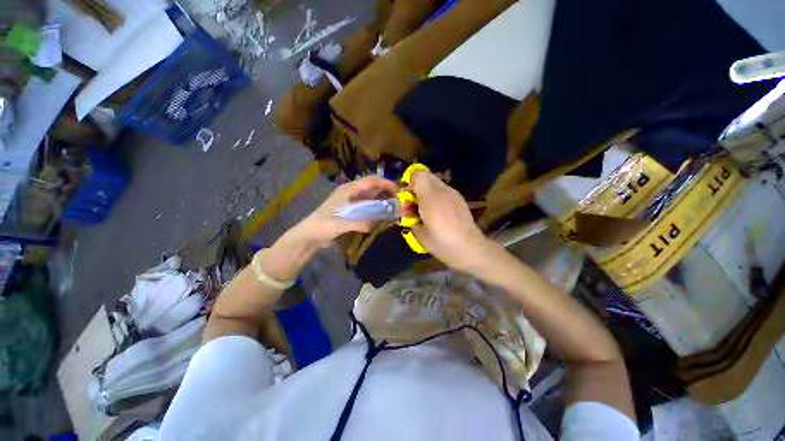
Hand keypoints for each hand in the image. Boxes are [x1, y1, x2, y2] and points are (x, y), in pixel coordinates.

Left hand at [293, 176, 399, 245]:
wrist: (311, 234)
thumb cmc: (323, 225)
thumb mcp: (340, 224)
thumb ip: (358, 223)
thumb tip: (374, 224)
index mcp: (348, 190)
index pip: (371, 181)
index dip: (386, 183)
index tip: (399, 191)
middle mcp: (352, 192)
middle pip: (373, 187)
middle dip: (387, 192)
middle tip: (400, 201)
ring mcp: (352, 201)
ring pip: (372, 197)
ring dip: (383, 200)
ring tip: (394, 208)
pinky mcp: (352, 210)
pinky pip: (369, 206)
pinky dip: (377, 209)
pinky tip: (383, 216)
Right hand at [408, 171, 491, 270]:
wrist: (470, 249)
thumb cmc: (442, 243)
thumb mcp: (420, 233)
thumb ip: (410, 218)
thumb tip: (408, 210)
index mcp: (430, 198)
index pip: (418, 175)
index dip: (409, 183)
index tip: (407, 198)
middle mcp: (443, 191)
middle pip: (426, 176)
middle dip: (416, 187)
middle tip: (414, 204)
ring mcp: (453, 194)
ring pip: (435, 183)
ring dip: (426, 192)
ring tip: (426, 210)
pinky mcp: (460, 199)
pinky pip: (444, 191)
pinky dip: (436, 197)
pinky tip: (438, 213)